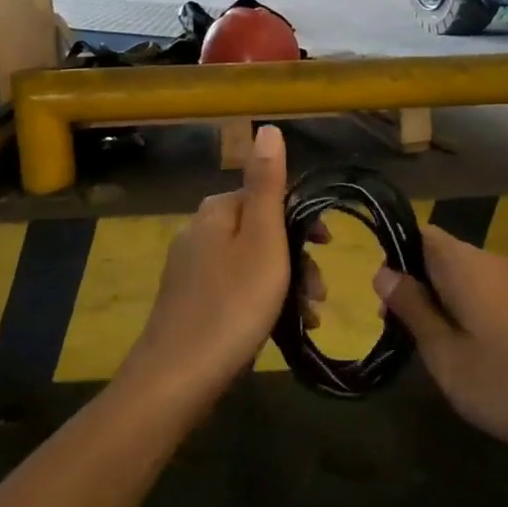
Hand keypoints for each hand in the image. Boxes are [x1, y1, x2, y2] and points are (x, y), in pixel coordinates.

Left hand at [123, 124, 296, 399]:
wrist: (177, 378)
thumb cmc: (232, 304)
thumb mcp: (262, 238)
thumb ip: (267, 184)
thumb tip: (268, 127)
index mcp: (215, 212)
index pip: (268, 196)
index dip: (305, 219)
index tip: (330, 248)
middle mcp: (198, 233)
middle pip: (261, 232)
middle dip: (298, 258)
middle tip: (320, 293)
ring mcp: (190, 270)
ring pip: (251, 264)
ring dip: (285, 284)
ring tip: (309, 317)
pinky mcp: (188, 304)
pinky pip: (235, 291)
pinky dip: (262, 303)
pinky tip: (280, 329)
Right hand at [374, 225, 507, 472]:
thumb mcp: (446, 355)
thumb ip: (413, 310)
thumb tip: (382, 272)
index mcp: (464, 264)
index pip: (420, 233)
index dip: (395, 255)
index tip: (381, 296)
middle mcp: (491, 261)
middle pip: (440, 254)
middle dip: (415, 284)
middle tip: (397, 330)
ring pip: (464, 276)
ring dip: (440, 301)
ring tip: (429, 347)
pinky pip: (487, 293)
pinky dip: (467, 311)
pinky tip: (468, 352)